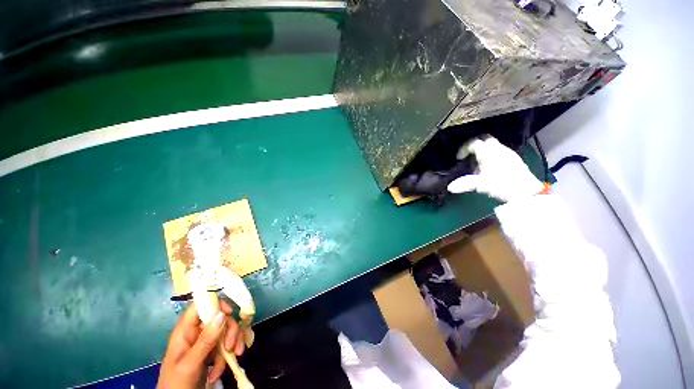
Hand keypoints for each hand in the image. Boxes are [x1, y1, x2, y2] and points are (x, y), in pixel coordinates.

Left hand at [158, 300, 245, 387]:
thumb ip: (205, 340)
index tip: (229, 313)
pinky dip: (228, 356)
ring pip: (226, 331)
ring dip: (232, 344)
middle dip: (229, 331)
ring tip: (233, 357)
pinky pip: (227, 345)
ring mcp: (205, 342)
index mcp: (185, 330)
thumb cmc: (176, 384)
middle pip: (220, 318)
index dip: (216, 304)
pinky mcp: (212, 352)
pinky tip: (220, 371)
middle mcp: (196, 332)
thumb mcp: (189, 364)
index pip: (201, 306)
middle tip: (231, 347)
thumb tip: (222, 314)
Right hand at [447, 136, 543, 201]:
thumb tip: (450, 187)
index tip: (459, 158)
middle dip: (475, 145)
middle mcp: (498, 149)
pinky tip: (491, 167)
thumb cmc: (501, 185)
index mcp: (488, 153)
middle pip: (485, 139)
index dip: (464, 149)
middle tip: (468, 155)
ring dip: (483, 150)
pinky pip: (500, 151)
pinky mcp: (515, 158)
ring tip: (478, 163)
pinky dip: (492, 155)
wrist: (527, 191)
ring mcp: (508, 153)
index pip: (474, 143)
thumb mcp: (480, 184)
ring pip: (493, 144)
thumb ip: (464, 184)